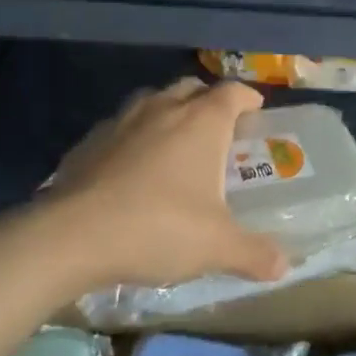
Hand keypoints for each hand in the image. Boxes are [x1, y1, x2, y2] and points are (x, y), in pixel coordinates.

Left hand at [37, 78, 289, 291]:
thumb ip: (254, 253)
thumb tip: (284, 267)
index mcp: (202, 122)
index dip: (248, 98)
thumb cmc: (158, 227)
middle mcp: (163, 109)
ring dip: (168, 113)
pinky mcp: (87, 142)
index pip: (232, 92)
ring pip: (153, 101)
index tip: (257, 112)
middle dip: (208, 101)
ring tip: (174, 144)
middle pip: (191, 88)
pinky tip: (131, 169)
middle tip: (218, 130)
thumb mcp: (217, 247)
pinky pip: (120, 127)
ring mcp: (121, 122)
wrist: (71, 237)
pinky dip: (133, 137)